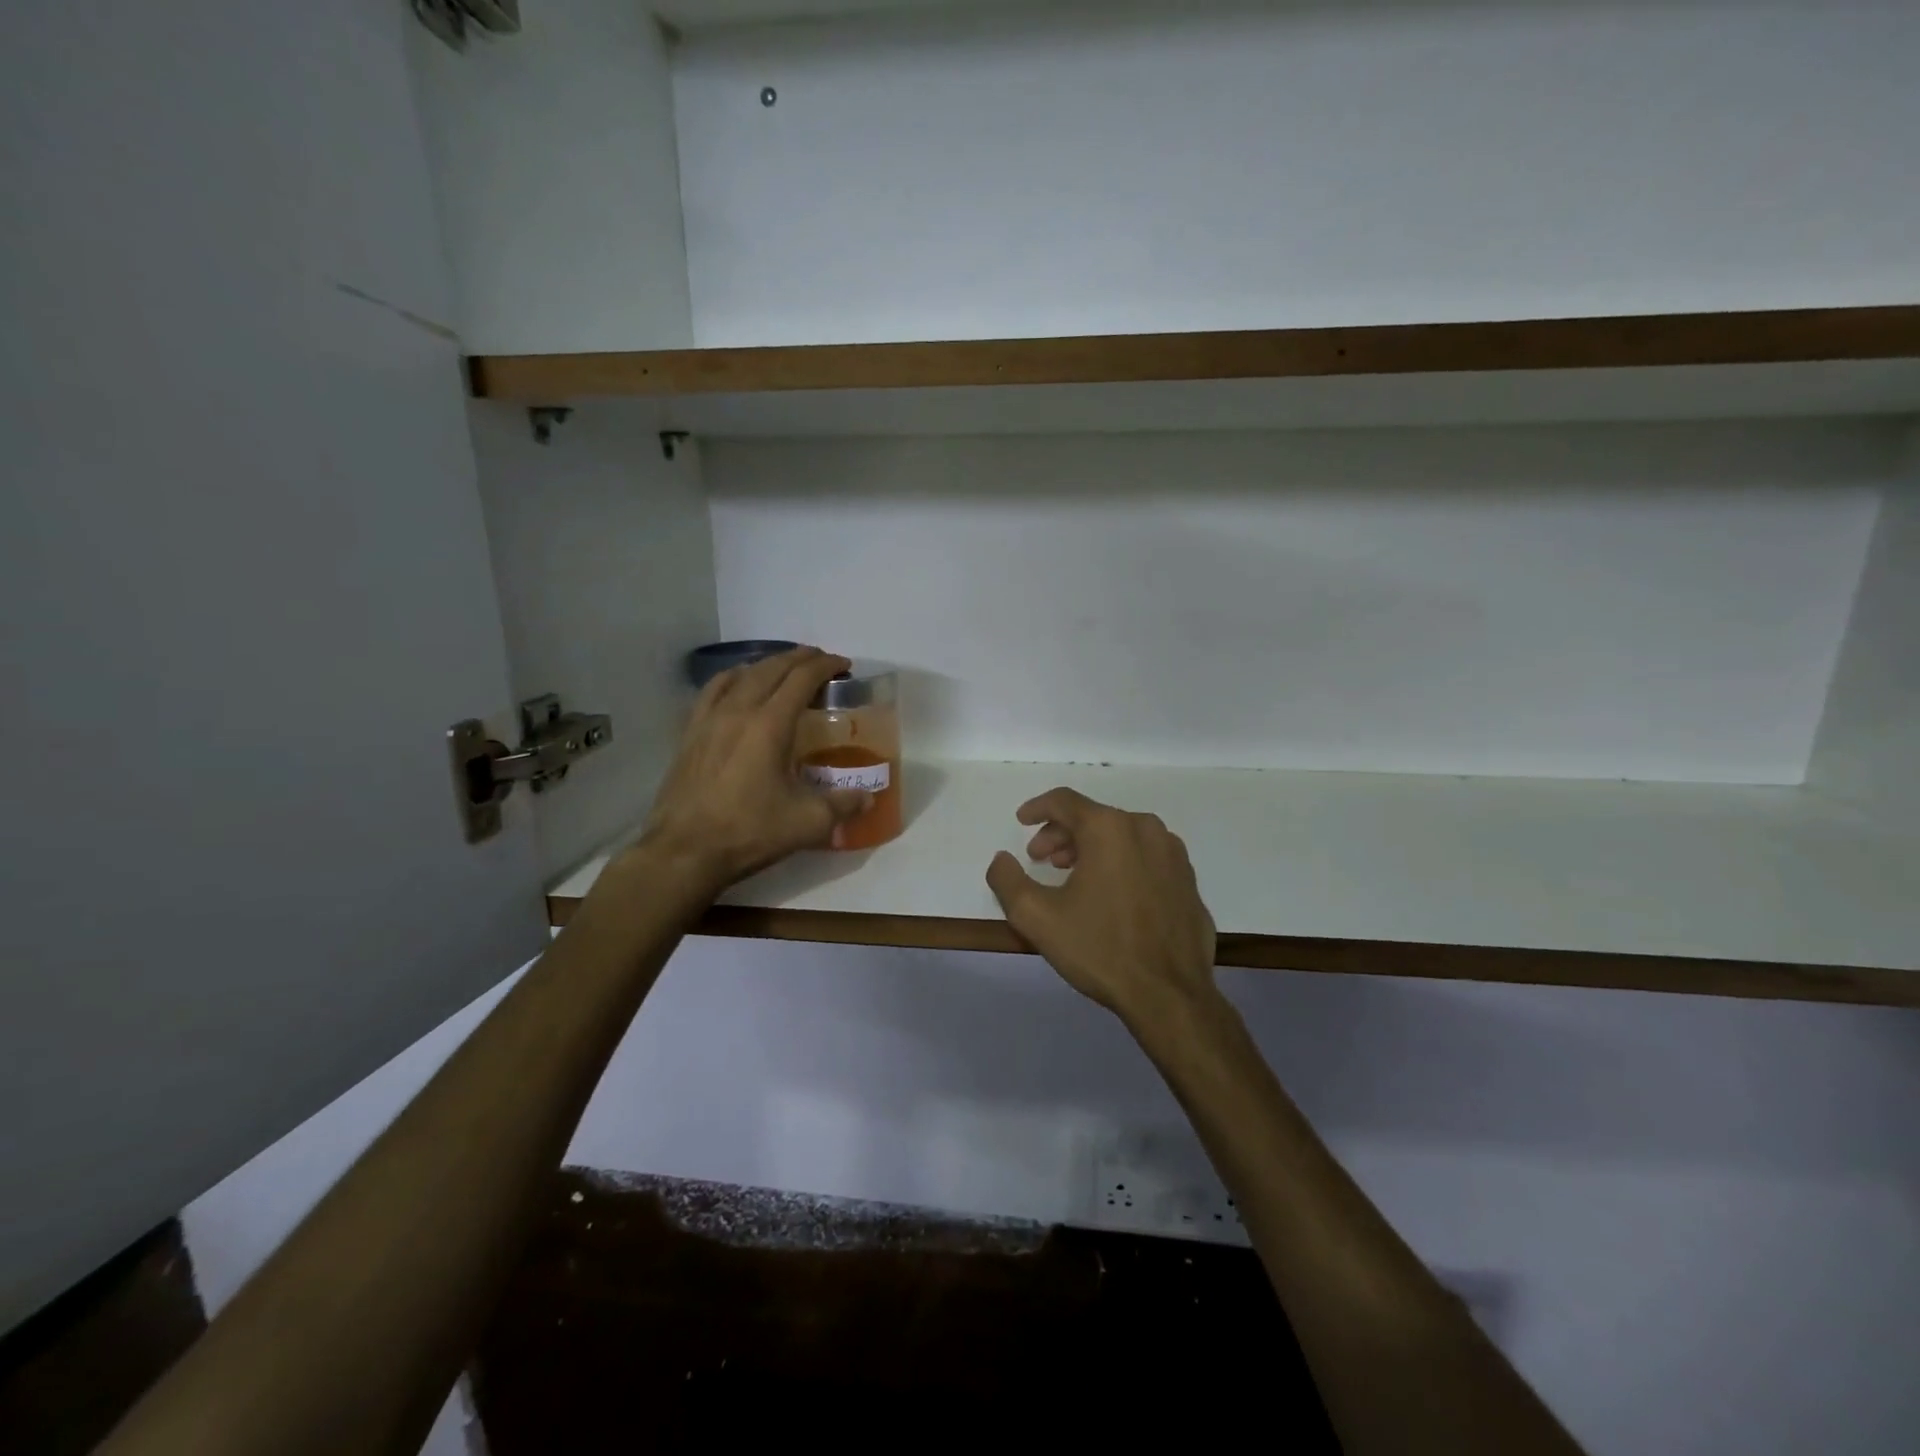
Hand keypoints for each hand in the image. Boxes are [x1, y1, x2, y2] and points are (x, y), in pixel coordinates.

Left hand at [637, 648, 870, 891]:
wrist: (684, 852)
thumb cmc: (749, 832)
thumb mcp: (808, 823)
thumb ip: (843, 805)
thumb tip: (867, 798)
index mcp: (770, 725)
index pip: (801, 679)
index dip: (825, 665)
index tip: (844, 664)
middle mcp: (738, 711)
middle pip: (772, 668)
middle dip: (800, 658)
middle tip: (821, 661)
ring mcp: (709, 720)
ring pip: (741, 675)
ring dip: (768, 665)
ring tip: (784, 669)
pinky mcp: (690, 734)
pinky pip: (713, 691)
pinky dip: (733, 679)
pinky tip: (737, 687)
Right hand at [985, 788, 1217, 1027]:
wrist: (1170, 996)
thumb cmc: (1100, 949)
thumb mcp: (1037, 917)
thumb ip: (1007, 880)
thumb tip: (1001, 859)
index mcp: (1109, 829)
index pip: (1065, 801)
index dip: (1038, 808)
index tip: (1022, 821)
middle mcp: (1145, 829)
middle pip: (1094, 818)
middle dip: (1062, 835)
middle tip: (1041, 859)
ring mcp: (1173, 855)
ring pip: (1122, 836)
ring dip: (1091, 848)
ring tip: (1072, 876)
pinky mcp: (1188, 880)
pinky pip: (1146, 858)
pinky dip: (1121, 864)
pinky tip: (1110, 895)